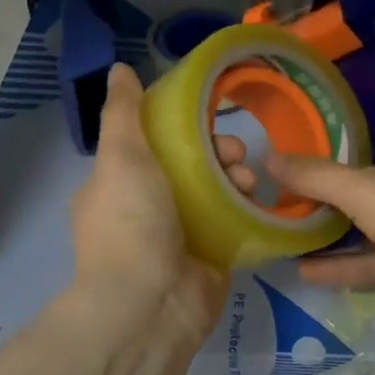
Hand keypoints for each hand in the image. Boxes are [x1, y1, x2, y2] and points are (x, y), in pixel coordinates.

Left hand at [67, 64, 231, 351]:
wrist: (150, 304)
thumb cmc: (130, 223)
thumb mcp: (121, 157)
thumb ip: (123, 113)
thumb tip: (119, 69)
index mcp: (117, 186)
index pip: (154, 144)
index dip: (182, 126)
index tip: (207, 117)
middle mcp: (147, 210)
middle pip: (190, 166)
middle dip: (217, 151)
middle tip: (234, 152)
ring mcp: (180, 236)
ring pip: (215, 192)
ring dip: (234, 177)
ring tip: (246, 181)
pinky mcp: (211, 258)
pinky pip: (234, 223)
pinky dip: (246, 208)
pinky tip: (257, 200)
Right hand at [252, 123, 374, 335]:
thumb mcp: (363, 189)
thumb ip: (315, 175)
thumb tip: (270, 157)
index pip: (366, 131)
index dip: (326, 136)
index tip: (286, 144)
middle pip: (363, 177)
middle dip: (321, 186)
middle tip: (274, 188)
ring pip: (367, 220)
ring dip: (329, 227)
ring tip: (282, 228)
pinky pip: (374, 256)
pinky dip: (344, 263)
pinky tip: (304, 270)